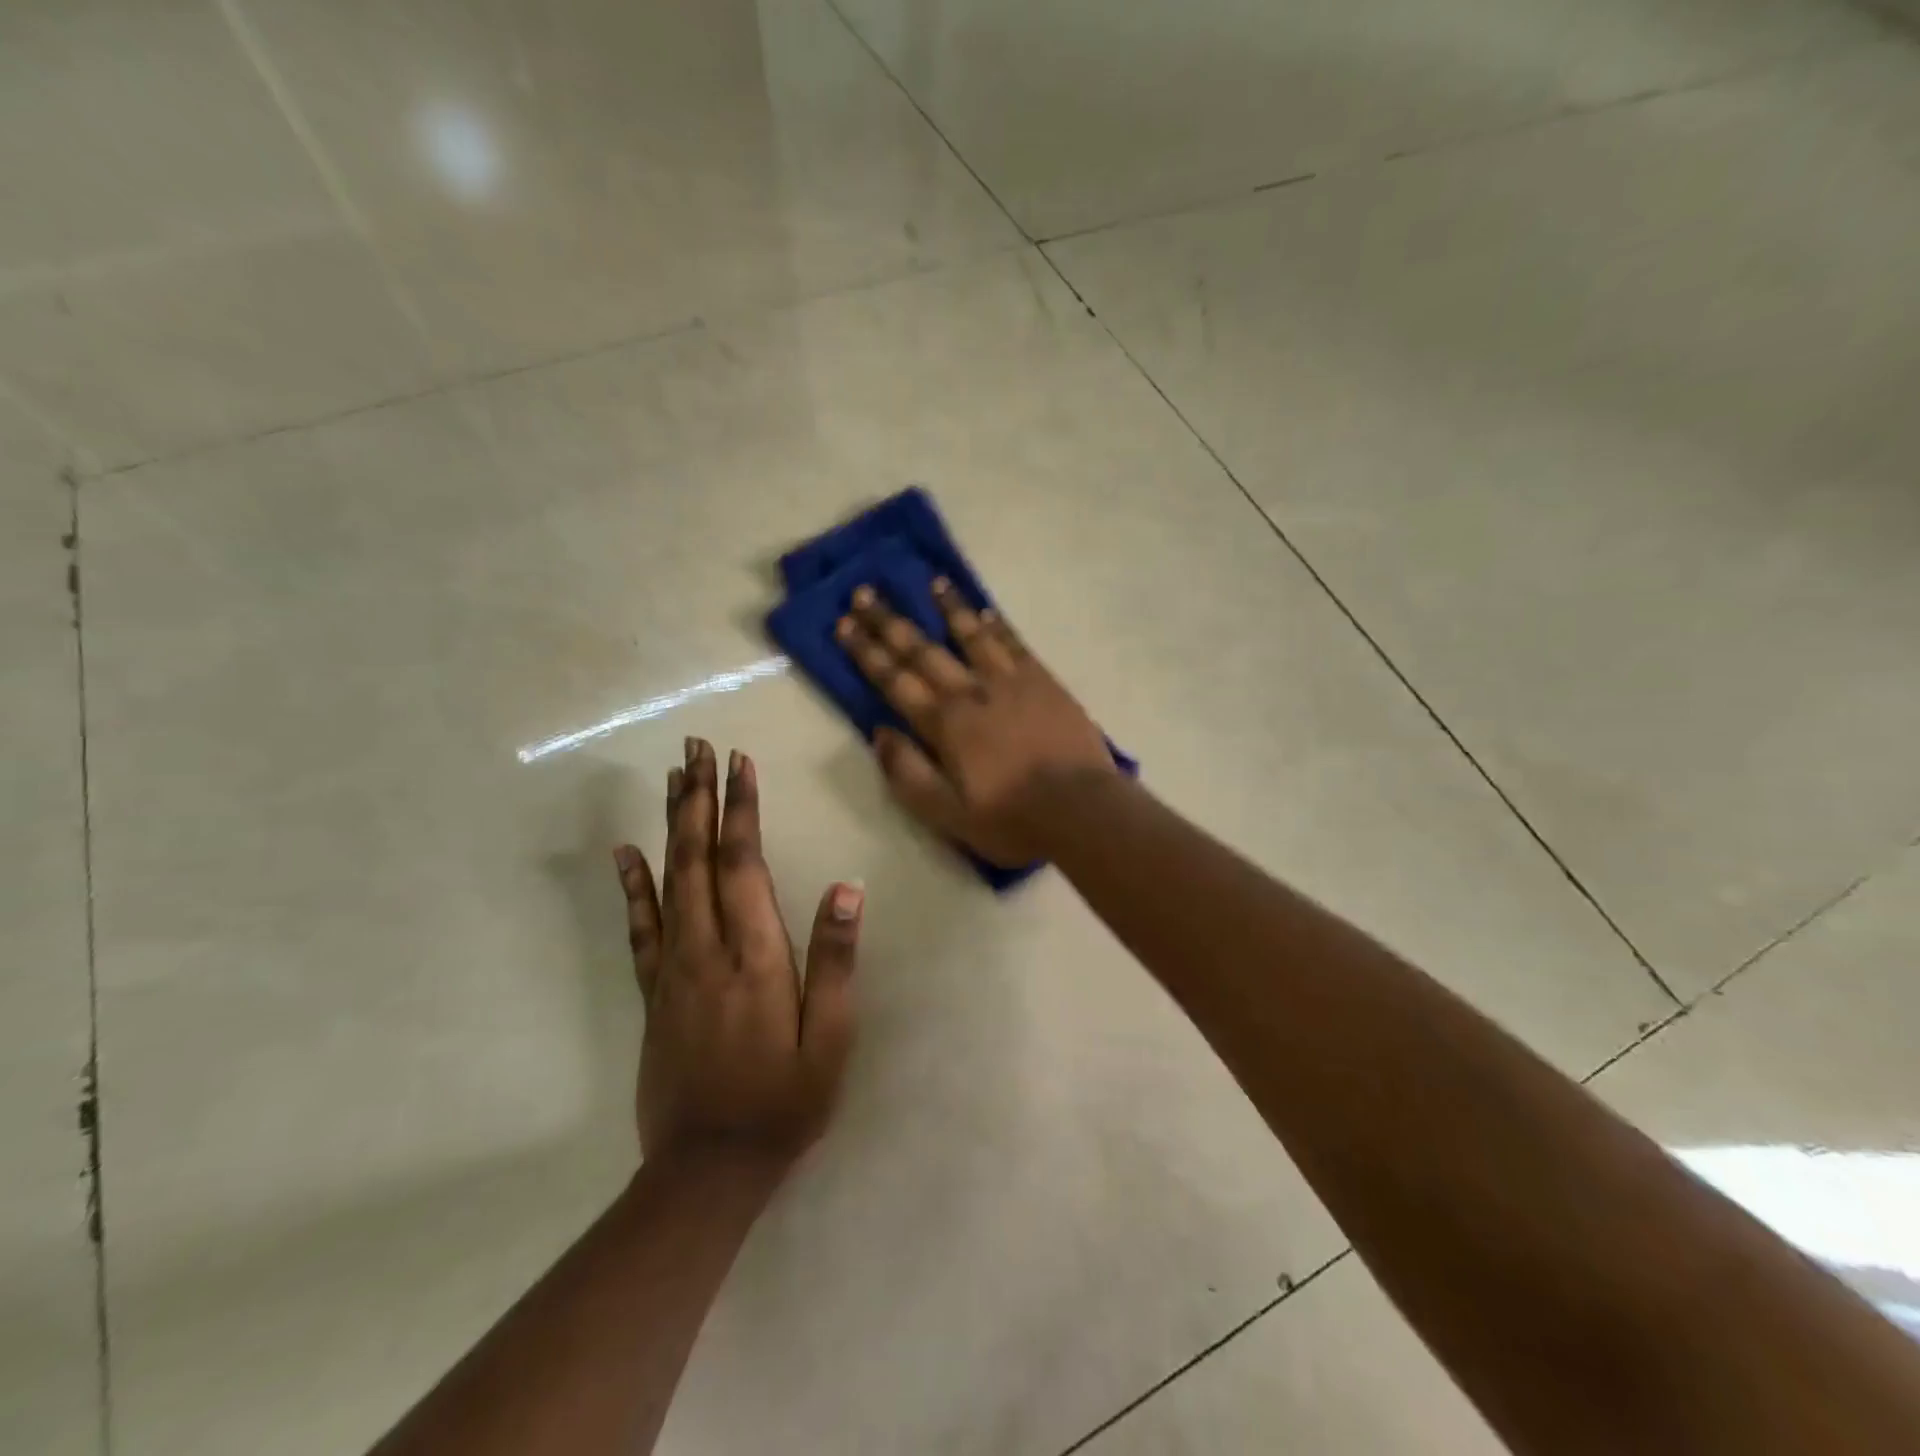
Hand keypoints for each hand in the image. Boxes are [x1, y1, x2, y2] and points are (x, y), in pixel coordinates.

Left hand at [613, 739, 859, 1175]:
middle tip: (697, 747)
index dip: (740, 809)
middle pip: (697, 857)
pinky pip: (640, 927)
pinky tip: (625, 852)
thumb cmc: (785, 1102)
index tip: (739, 762)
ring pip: (667, 880)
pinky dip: (632, 885)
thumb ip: (834, 961)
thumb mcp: (831, 1038)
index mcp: (754, 956)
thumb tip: (846, 889)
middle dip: (698, 797)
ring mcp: (672, 969)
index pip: (743, 863)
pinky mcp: (653, 993)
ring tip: (673, 777)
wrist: (707, 1170)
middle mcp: (707, 949)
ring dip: (670, 823)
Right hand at [836, 580, 1113, 865]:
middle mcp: (971, 691)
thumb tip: (879, 733)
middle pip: (924, 650)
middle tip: (865, 592)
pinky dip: (998, 626)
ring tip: (933, 582)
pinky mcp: (1044, 682)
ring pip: (972, 635)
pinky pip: (1015, 644)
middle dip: (891, 622)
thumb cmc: (1010, 818)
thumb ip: (908, 772)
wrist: (1081, 809)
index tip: (844, 624)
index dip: (867, 652)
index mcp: (944, 724)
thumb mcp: (946, 813)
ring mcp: (1011, 681)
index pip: (895, 680)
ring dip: (949, 608)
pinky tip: (986, 611)